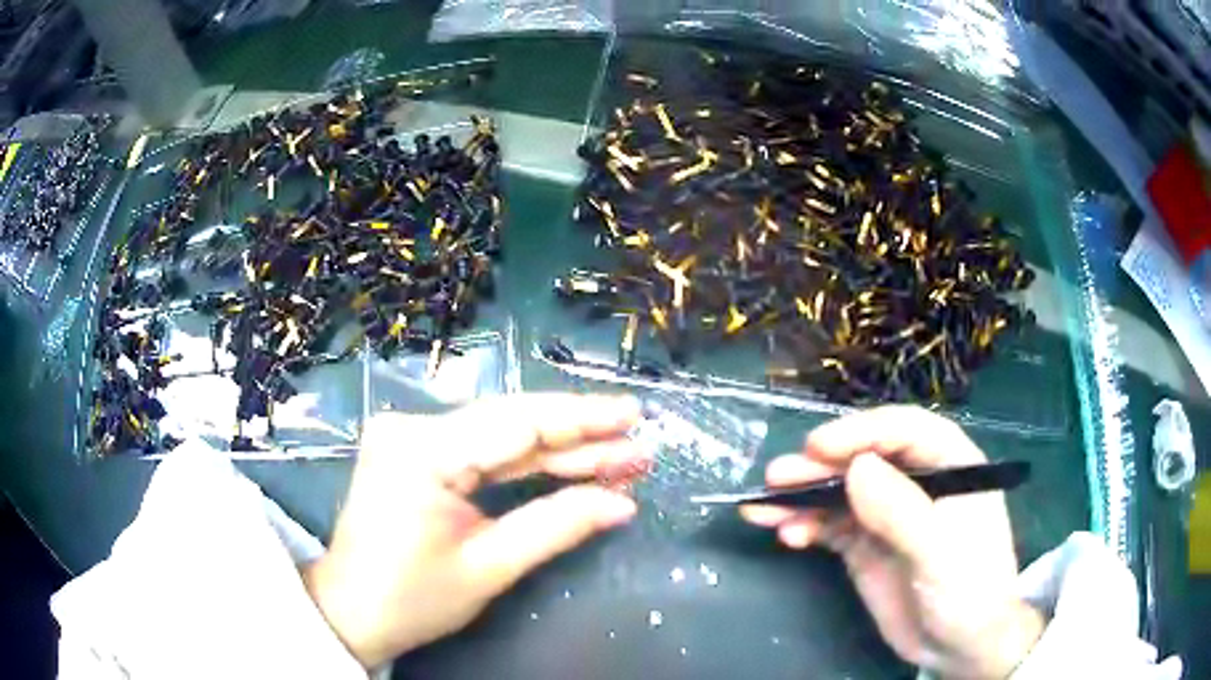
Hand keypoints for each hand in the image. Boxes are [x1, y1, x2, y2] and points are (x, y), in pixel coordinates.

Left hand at [303, 393, 648, 668]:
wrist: (350, 612)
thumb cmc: (411, 599)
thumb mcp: (488, 567)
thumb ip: (557, 526)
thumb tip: (623, 503)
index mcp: (422, 451)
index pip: (517, 423)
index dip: (582, 419)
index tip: (634, 416)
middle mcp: (412, 428)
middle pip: (510, 422)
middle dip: (579, 436)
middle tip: (637, 444)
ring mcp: (410, 437)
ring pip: (500, 435)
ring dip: (559, 450)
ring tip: (618, 458)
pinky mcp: (415, 452)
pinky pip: (482, 450)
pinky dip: (526, 462)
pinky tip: (570, 465)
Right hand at [740, 406, 1043, 679]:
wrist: (959, 646)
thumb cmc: (968, 591)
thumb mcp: (940, 553)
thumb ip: (902, 511)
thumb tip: (856, 468)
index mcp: (951, 467)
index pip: (905, 432)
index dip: (862, 432)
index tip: (819, 447)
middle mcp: (917, 483)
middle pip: (866, 459)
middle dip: (821, 466)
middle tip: (777, 478)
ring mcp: (889, 516)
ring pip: (841, 492)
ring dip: (803, 497)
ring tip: (763, 508)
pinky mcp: (867, 546)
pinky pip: (832, 526)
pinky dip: (807, 526)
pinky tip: (787, 535)